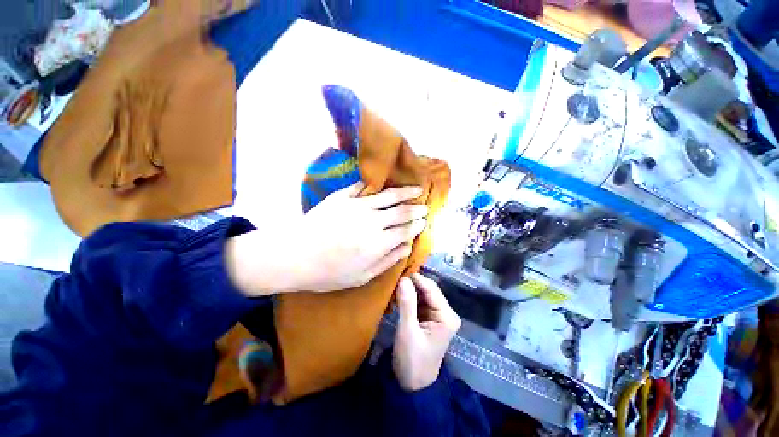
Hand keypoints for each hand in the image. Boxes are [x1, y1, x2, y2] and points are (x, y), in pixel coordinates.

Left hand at [226, 183, 428, 294]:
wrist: (293, 256)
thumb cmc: (328, 273)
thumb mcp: (361, 277)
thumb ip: (387, 261)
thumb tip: (407, 247)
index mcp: (377, 243)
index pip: (405, 230)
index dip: (417, 225)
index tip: (424, 221)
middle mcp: (371, 222)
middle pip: (400, 212)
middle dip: (416, 209)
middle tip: (425, 206)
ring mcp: (356, 206)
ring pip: (387, 196)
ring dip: (404, 192)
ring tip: (416, 188)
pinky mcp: (342, 198)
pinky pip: (362, 187)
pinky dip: (376, 184)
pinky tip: (385, 181)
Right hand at [393, 274, 460, 390]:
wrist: (412, 385)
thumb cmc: (412, 360)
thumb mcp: (408, 331)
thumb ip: (407, 304)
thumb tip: (403, 279)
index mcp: (446, 316)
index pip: (431, 289)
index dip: (416, 279)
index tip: (399, 271)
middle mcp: (445, 313)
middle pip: (428, 290)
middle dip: (412, 284)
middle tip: (395, 276)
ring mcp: (437, 315)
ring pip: (422, 295)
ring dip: (409, 290)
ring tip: (394, 283)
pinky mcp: (429, 318)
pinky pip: (419, 302)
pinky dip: (408, 298)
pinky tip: (398, 294)